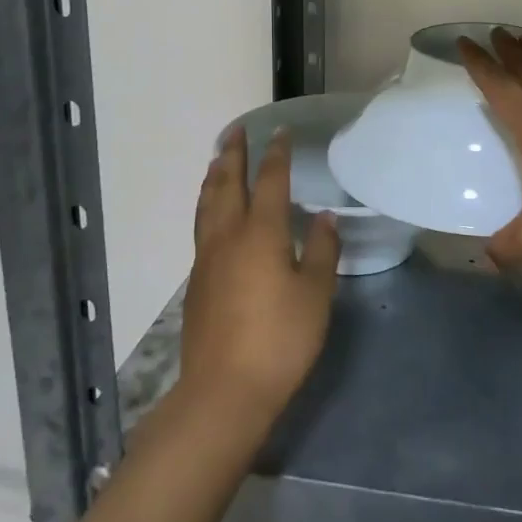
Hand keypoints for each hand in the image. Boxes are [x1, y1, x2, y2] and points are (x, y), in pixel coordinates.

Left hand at [181, 127, 340, 423]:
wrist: (224, 391)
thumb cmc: (280, 340)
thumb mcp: (316, 295)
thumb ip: (322, 251)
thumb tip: (324, 217)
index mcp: (262, 234)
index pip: (270, 181)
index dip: (277, 154)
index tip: (281, 131)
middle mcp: (229, 236)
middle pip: (227, 183)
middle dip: (233, 153)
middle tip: (237, 130)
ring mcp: (207, 259)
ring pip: (207, 204)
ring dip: (214, 176)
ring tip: (218, 159)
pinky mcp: (197, 281)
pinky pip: (202, 226)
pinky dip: (208, 204)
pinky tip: (213, 213)